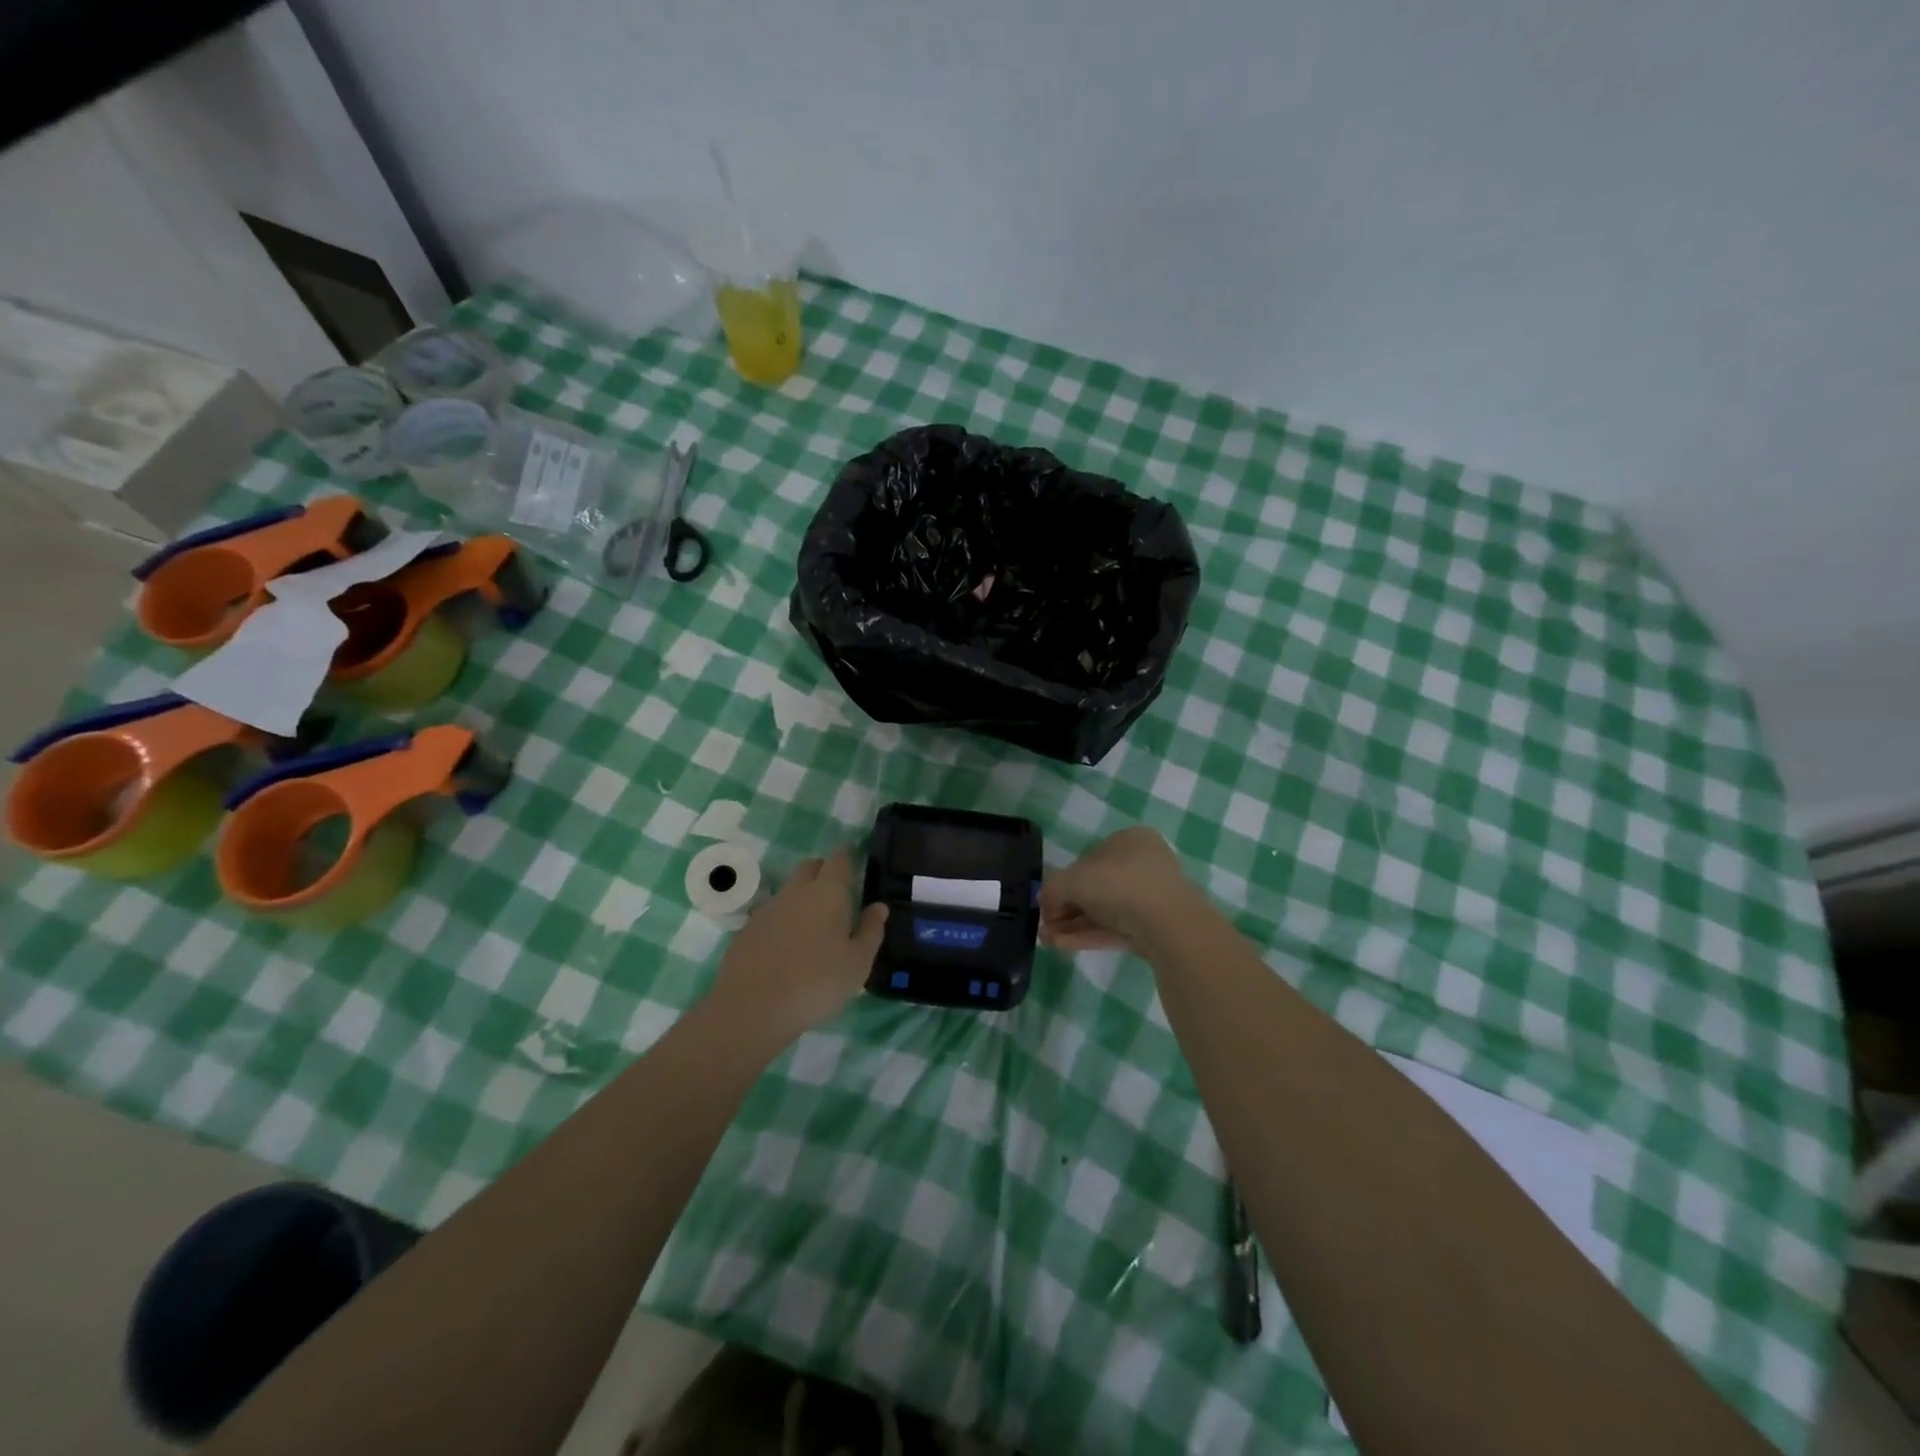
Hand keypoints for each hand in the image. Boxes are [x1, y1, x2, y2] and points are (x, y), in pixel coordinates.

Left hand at [707, 848, 887, 1046]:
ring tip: (813, 927)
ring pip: (789, 891)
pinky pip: (770, 915)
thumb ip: (871, 931)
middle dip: (823, 872)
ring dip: (801, 898)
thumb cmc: (816, 983)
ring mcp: (767, 909)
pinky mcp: (746, 930)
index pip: (838, 859)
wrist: (752, 1009)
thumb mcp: (857, 963)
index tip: (855, 867)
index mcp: (827, 893)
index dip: (847, 858)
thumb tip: (878, 907)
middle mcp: (795, 892)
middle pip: (810, 867)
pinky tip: (786, 947)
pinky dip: (782, 922)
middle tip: (837, 895)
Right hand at [1040, 827, 1196, 951]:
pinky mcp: (1153, 927)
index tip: (1046, 901)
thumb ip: (1053, 887)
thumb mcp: (1074, 879)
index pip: (1089, 858)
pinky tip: (1063, 946)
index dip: (1063, 880)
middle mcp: (1143, 864)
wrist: (1169, 925)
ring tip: (1047, 941)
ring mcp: (1151, 898)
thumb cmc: (1119, 885)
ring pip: (1104, 911)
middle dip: (1066, 908)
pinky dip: (1089, 935)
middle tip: (1045, 925)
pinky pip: (1116, 928)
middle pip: (1095, 887)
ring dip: (1073, 925)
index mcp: (1130, 840)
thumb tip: (1044, 900)